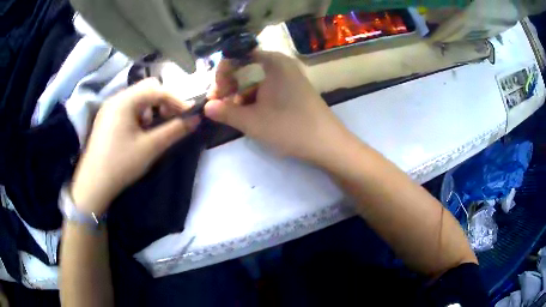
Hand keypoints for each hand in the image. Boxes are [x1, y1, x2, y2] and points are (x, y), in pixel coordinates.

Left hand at [71, 79, 199, 214]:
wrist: (93, 185)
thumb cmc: (121, 164)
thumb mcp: (150, 148)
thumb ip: (174, 130)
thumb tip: (195, 119)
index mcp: (125, 100)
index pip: (157, 90)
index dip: (177, 100)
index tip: (190, 115)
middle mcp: (116, 98)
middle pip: (147, 88)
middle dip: (163, 101)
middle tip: (170, 119)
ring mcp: (109, 108)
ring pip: (138, 97)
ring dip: (151, 108)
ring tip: (153, 128)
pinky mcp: (106, 118)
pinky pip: (128, 107)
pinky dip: (139, 114)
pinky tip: (139, 132)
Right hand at [205, 51, 349, 162]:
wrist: (327, 144)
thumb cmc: (289, 128)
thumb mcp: (252, 121)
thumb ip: (225, 112)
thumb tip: (206, 107)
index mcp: (273, 62)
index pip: (238, 55)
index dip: (222, 72)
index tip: (215, 94)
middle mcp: (282, 64)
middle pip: (246, 67)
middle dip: (229, 86)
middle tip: (219, 106)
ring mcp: (290, 77)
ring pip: (256, 80)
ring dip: (240, 95)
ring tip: (232, 114)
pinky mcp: (294, 90)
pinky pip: (268, 89)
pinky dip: (255, 99)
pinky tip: (249, 115)